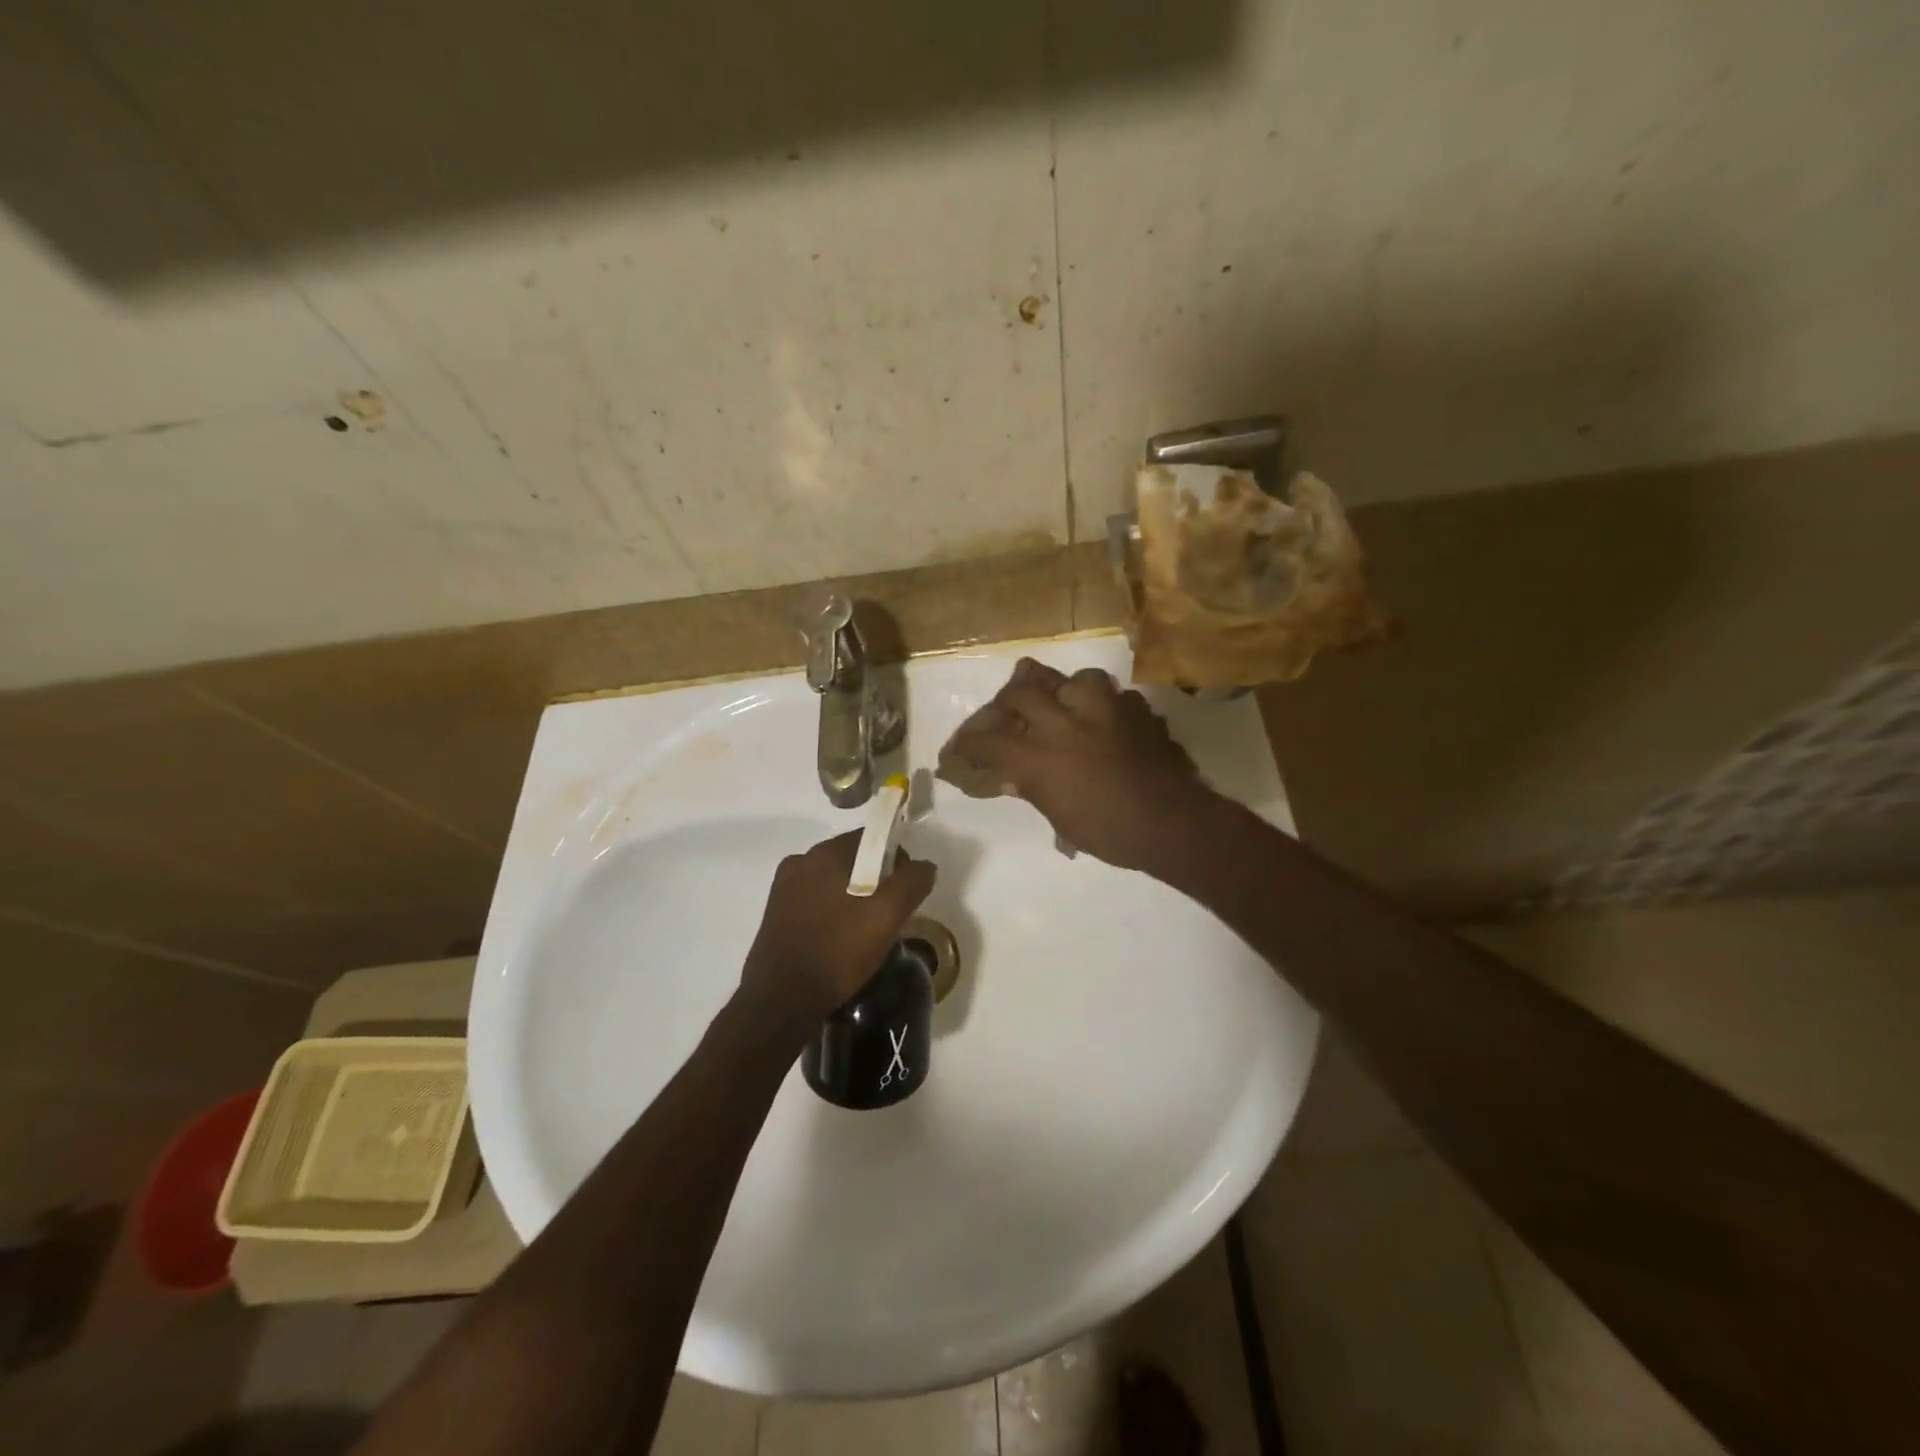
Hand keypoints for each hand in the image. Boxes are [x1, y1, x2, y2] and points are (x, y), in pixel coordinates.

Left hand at [739, 831, 936, 1026]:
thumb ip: (911, 883)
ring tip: (868, 933)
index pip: (869, 839)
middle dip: (876, 881)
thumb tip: (925, 865)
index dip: (895, 859)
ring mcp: (782, 891)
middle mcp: (798, 863)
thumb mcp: (886, 917)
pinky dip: (834, 914)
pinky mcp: (775, 917)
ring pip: (833, 884)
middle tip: (891, 915)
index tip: (905, 891)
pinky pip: (816, 903)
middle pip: (851, 861)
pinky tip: (842, 942)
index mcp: (822, 854)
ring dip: (854, 899)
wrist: (781, 1002)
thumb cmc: (837, 951)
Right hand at [940, 658, 1215, 872]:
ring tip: (1062, 706)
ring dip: (1061, 691)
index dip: (967, 743)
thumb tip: (1009, 776)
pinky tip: (1104, 721)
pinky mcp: (1136, 708)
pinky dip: (1102, 705)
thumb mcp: (1060, 818)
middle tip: (1007, 716)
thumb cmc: (1109, 832)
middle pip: (1021, 692)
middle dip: (1007, 703)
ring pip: (1071, 678)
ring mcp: (1104, 709)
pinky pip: (1113, 694)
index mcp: (1039, 755)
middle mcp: (1065, 722)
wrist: (1172, 823)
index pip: (987, 739)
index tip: (959, 749)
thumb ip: (1032, 787)